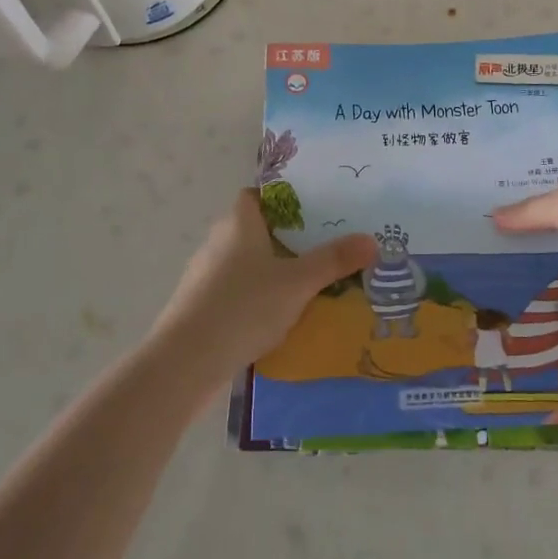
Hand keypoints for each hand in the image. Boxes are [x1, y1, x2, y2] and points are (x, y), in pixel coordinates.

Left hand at [150, 190, 376, 380]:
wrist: (185, 363)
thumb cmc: (243, 307)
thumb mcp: (298, 283)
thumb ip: (334, 260)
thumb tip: (372, 240)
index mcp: (238, 223)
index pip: (258, 194)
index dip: (285, 198)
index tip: (316, 209)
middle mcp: (218, 242)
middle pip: (257, 229)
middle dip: (289, 238)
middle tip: (325, 246)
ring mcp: (206, 276)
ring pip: (247, 263)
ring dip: (273, 271)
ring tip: (311, 283)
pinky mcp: (201, 308)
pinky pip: (238, 292)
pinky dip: (258, 298)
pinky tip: (282, 317)